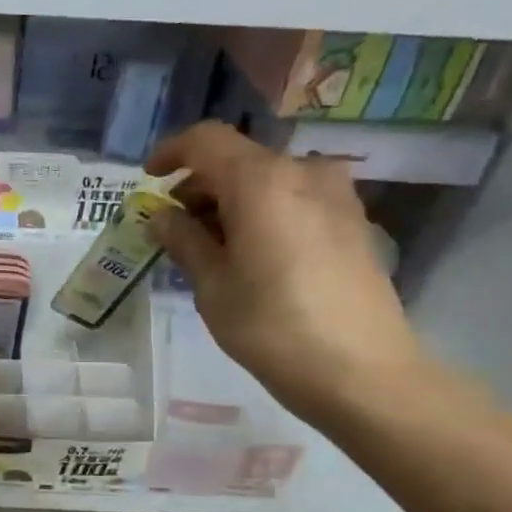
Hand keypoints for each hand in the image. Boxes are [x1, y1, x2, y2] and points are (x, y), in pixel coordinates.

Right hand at [147, 121, 428, 425]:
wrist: (362, 371)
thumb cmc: (272, 327)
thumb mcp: (212, 286)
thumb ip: (184, 240)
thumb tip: (162, 215)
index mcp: (261, 181)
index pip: (206, 140)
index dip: (171, 152)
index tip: (149, 179)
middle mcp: (302, 172)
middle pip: (238, 160)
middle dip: (201, 186)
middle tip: (176, 228)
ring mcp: (335, 194)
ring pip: (268, 180)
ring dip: (232, 201)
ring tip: (213, 246)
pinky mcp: (354, 220)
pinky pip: (295, 198)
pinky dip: (264, 212)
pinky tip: (253, 253)